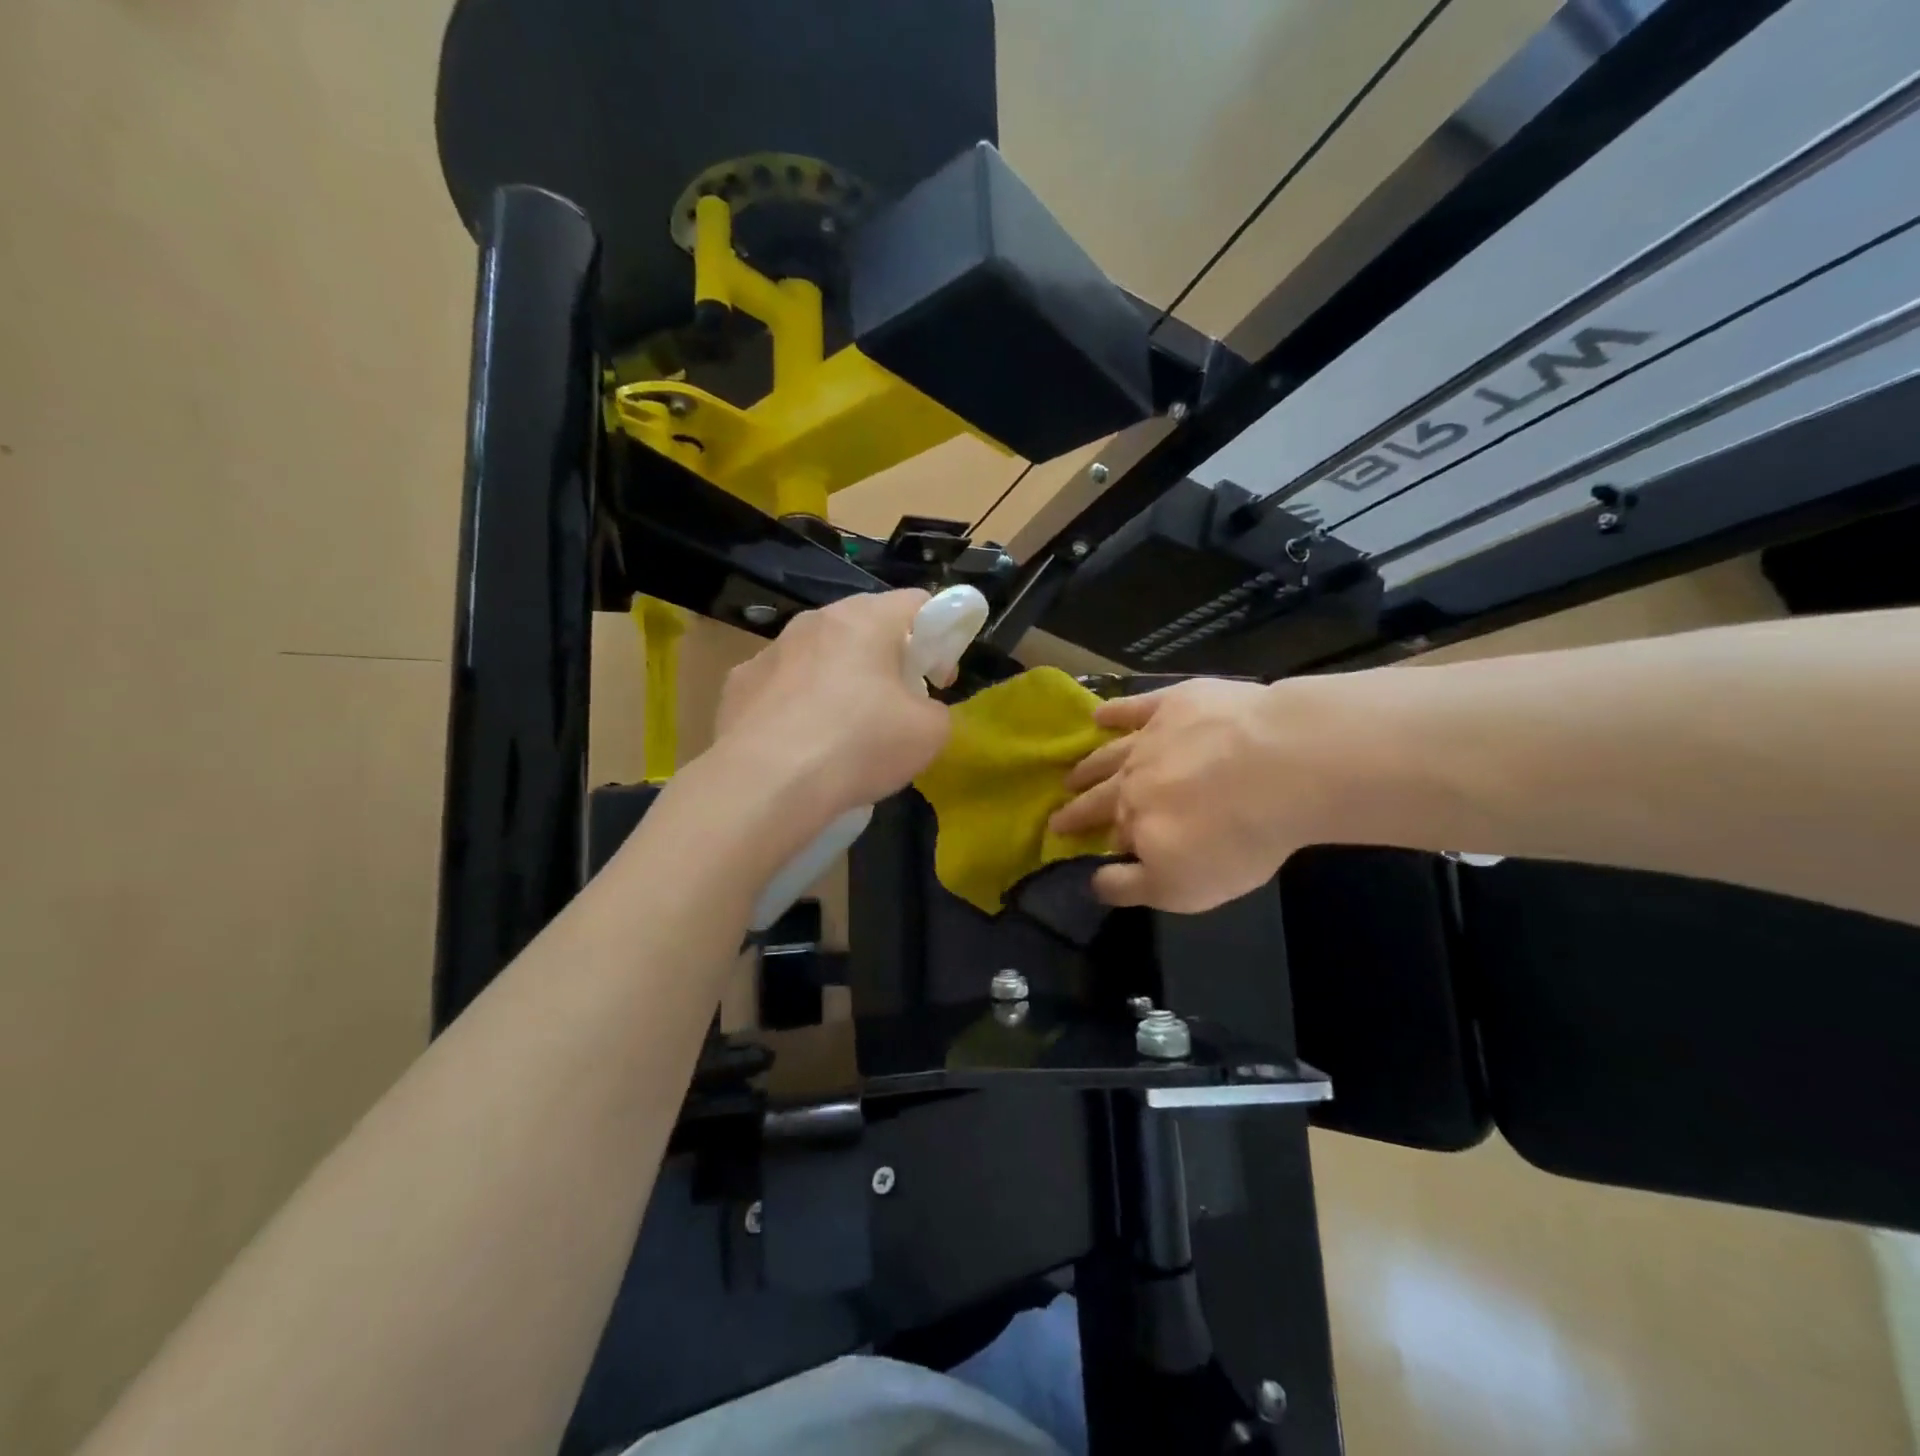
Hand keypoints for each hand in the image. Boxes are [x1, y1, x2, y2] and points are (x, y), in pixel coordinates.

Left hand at [713, 590, 951, 828]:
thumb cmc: (858, 746)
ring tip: (844, 734)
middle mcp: (813, 622)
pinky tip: (800, 746)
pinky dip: (797, 707)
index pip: (916, 602)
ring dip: (839, 681)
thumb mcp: (930, 733)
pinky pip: (781, 687)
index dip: (940, 638)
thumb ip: (935, 709)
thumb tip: (918, 710)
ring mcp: (769, 652)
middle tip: (897, 706)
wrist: (765, 786)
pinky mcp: (737, 686)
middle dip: (887, 660)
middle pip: (864, 627)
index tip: (937, 680)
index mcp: (864, 620)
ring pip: (819, 656)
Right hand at [1048, 678, 1350, 911]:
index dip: (1090, 839)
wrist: (1279, 767)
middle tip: (1057, 813)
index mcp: (1135, 821)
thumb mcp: (1181, 887)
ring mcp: (1152, 737)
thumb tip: (1091, 881)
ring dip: (1088, 765)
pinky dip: (1115, 710)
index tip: (1068, 840)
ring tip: (1071, 772)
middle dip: (1077, 806)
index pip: (1108, 834)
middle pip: (1100, 794)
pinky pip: (1135, 706)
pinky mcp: (1176, 703)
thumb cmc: (1234, 837)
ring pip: (1110, 752)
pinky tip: (1101, 713)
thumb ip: (1131, 887)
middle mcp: (1132, 778)